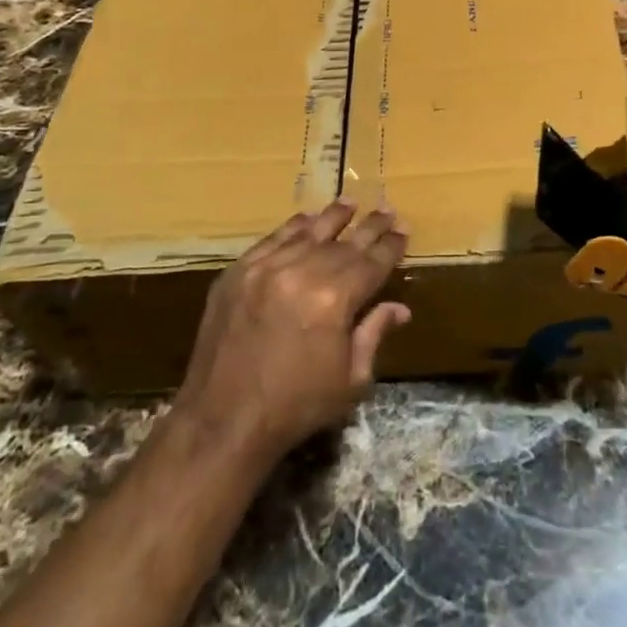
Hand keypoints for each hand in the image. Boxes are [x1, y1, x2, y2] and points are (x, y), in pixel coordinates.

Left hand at [169, 200, 411, 461]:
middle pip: (344, 243)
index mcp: (335, 300)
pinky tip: (306, 219)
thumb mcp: (350, 381)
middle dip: (370, 228)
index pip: (372, 262)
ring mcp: (266, 269)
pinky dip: (293, 228)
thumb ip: (373, 334)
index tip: (404, 230)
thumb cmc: (295, 408)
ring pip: (308, 233)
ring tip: (350, 203)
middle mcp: (302, 273)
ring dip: (333, 217)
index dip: (390, 246)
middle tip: (387, 210)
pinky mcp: (238, 273)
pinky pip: (272, 240)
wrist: (222, 423)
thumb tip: (399, 308)